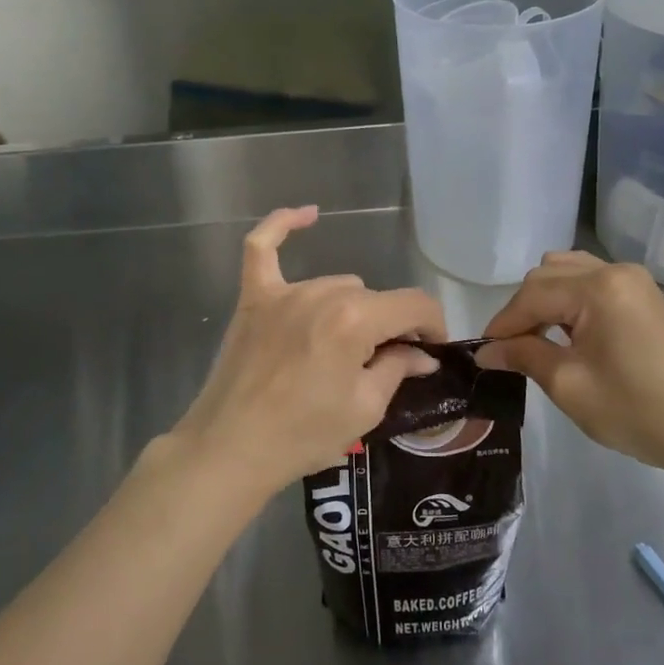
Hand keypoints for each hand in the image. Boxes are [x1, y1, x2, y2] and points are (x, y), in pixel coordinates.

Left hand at [174, 207, 446, 498]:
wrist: (230, 449)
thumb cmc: (303, 435)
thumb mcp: (366, 408)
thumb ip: (398, 368)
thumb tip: (422, 354)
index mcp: (355, 319)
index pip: (414, 304)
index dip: (433, 326)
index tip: (432, 351)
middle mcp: (323, 293)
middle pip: (374, 299)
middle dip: (389, 328)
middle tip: (384, 366)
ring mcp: (284, 292)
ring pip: (337, 285)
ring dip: (351, 311)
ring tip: (342, 351)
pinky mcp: (254, 299)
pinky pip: (263, 248)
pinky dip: (283, 227)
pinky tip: (308, 214)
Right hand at [480, 251, 663, 475]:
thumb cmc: (636, 411)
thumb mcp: (569, 385)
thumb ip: (524, 356)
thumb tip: (486, 350)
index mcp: (598, 288)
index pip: (532, 295)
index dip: (503, 324)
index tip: (483, 353)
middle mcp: (615, 271)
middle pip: (547, 275)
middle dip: (522, 310)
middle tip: (510, 350)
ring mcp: (634, 280)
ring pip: (568, 272)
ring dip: (545, 299)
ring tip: (537, 339)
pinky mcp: (644, 295)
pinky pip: (592, 281)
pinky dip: (570, 299)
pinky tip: (567, 331)